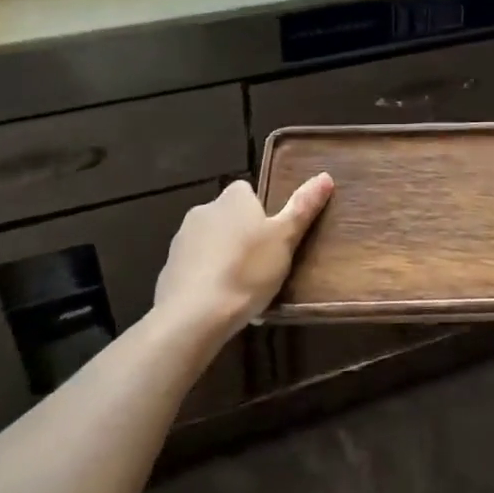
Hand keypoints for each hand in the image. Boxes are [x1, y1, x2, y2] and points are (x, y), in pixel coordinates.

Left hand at [153, 175, 332, 338]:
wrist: (193, 316)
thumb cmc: (246, 271)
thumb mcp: (285, 239)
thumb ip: (303, 207)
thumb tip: (325, 176)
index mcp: (232, 198)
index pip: (247, 191)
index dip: (261, 211)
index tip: (273, 235)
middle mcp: (203, 210)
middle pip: (229, 216)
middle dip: (242, 234)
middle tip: (263, 263)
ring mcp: (182, 240)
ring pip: (211, 242)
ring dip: (224, 256)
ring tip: (243, 288)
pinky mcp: (168, 270)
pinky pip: (195, 268)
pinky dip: (207, 278)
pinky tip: (220, 302)